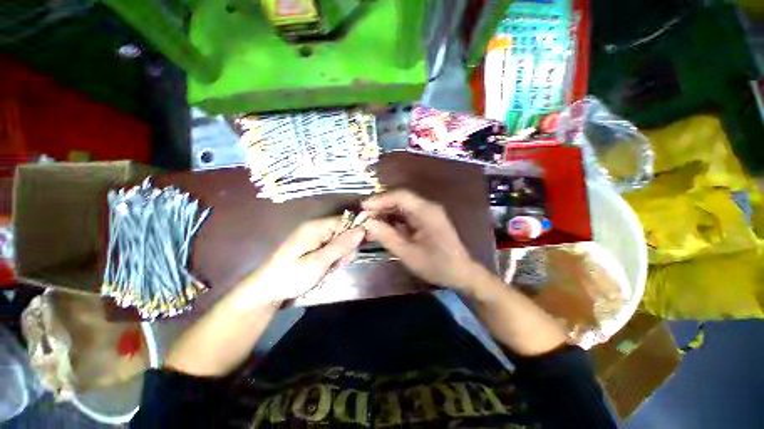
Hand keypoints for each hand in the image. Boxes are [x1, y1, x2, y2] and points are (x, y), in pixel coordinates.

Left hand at [239, 218, 365, 305]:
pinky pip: (331, 248)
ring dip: (339, 256)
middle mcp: (315, 228)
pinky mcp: (312, 246)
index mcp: (315, 227)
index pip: (345, 221)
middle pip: (343, 231)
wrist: (266, 291)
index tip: (353, 252)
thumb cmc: (291, 276)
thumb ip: (340, 246)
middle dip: (345, 249)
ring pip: (338, 241)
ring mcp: (313, 237)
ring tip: (329, 269)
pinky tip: (326, 268)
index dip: (354, 233)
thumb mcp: (318, 262)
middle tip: (337, 264)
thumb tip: (361, 230)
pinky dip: (332, 259)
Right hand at [362, 190, 480, 289]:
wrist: (461, 273)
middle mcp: (428, 207)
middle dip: (380, 206)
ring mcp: (428, 213)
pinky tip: (383, 227)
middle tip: (363, 217)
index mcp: (427, 212)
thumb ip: (387, 237)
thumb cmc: (436, 265)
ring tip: (369, 222)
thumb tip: (367, 223)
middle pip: (400, 199)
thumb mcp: (408, 253)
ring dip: (385, 213)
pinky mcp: (426, 219)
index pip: (400, 196)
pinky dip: (393, 219)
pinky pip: (406, 214)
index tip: (362, 207)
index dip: (380, 199)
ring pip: (402, 206)